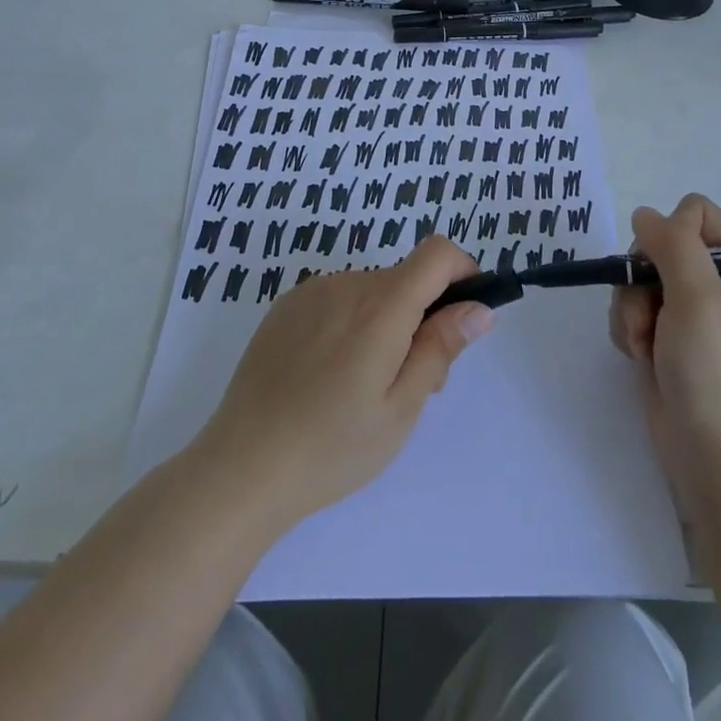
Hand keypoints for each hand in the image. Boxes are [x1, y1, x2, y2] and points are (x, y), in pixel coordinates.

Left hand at [191, 236, 493, 535]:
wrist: (241, 467)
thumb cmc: (332, 447)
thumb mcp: (401, 408)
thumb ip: (441, 348)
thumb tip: (478, 308)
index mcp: (382, 306)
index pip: (437, 253)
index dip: (462, 271)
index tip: (464, 313)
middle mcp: (347, 284)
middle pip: (405, 278)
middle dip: (423, 315)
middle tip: (413, 381)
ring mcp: (312, 292)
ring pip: (371, 292)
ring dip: (385, 321)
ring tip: (364, 387)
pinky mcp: (286, 306)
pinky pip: (337, 299)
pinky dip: (350, 323)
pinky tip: (327, 376)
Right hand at [609, 194, 720, 530]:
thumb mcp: (701, 298)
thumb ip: (673, 244)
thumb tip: (645, 214)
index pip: (697, 214)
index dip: (671, 232)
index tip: (663, 266)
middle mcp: (717, 289)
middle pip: (659, 247)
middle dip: (643, 278)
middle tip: (650, 315)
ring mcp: (691, 320)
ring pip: (639, 281)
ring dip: (631, 309)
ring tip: (643, 346)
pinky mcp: (667, 347)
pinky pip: (633, 314)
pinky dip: (628, 331)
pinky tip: (638, 359)